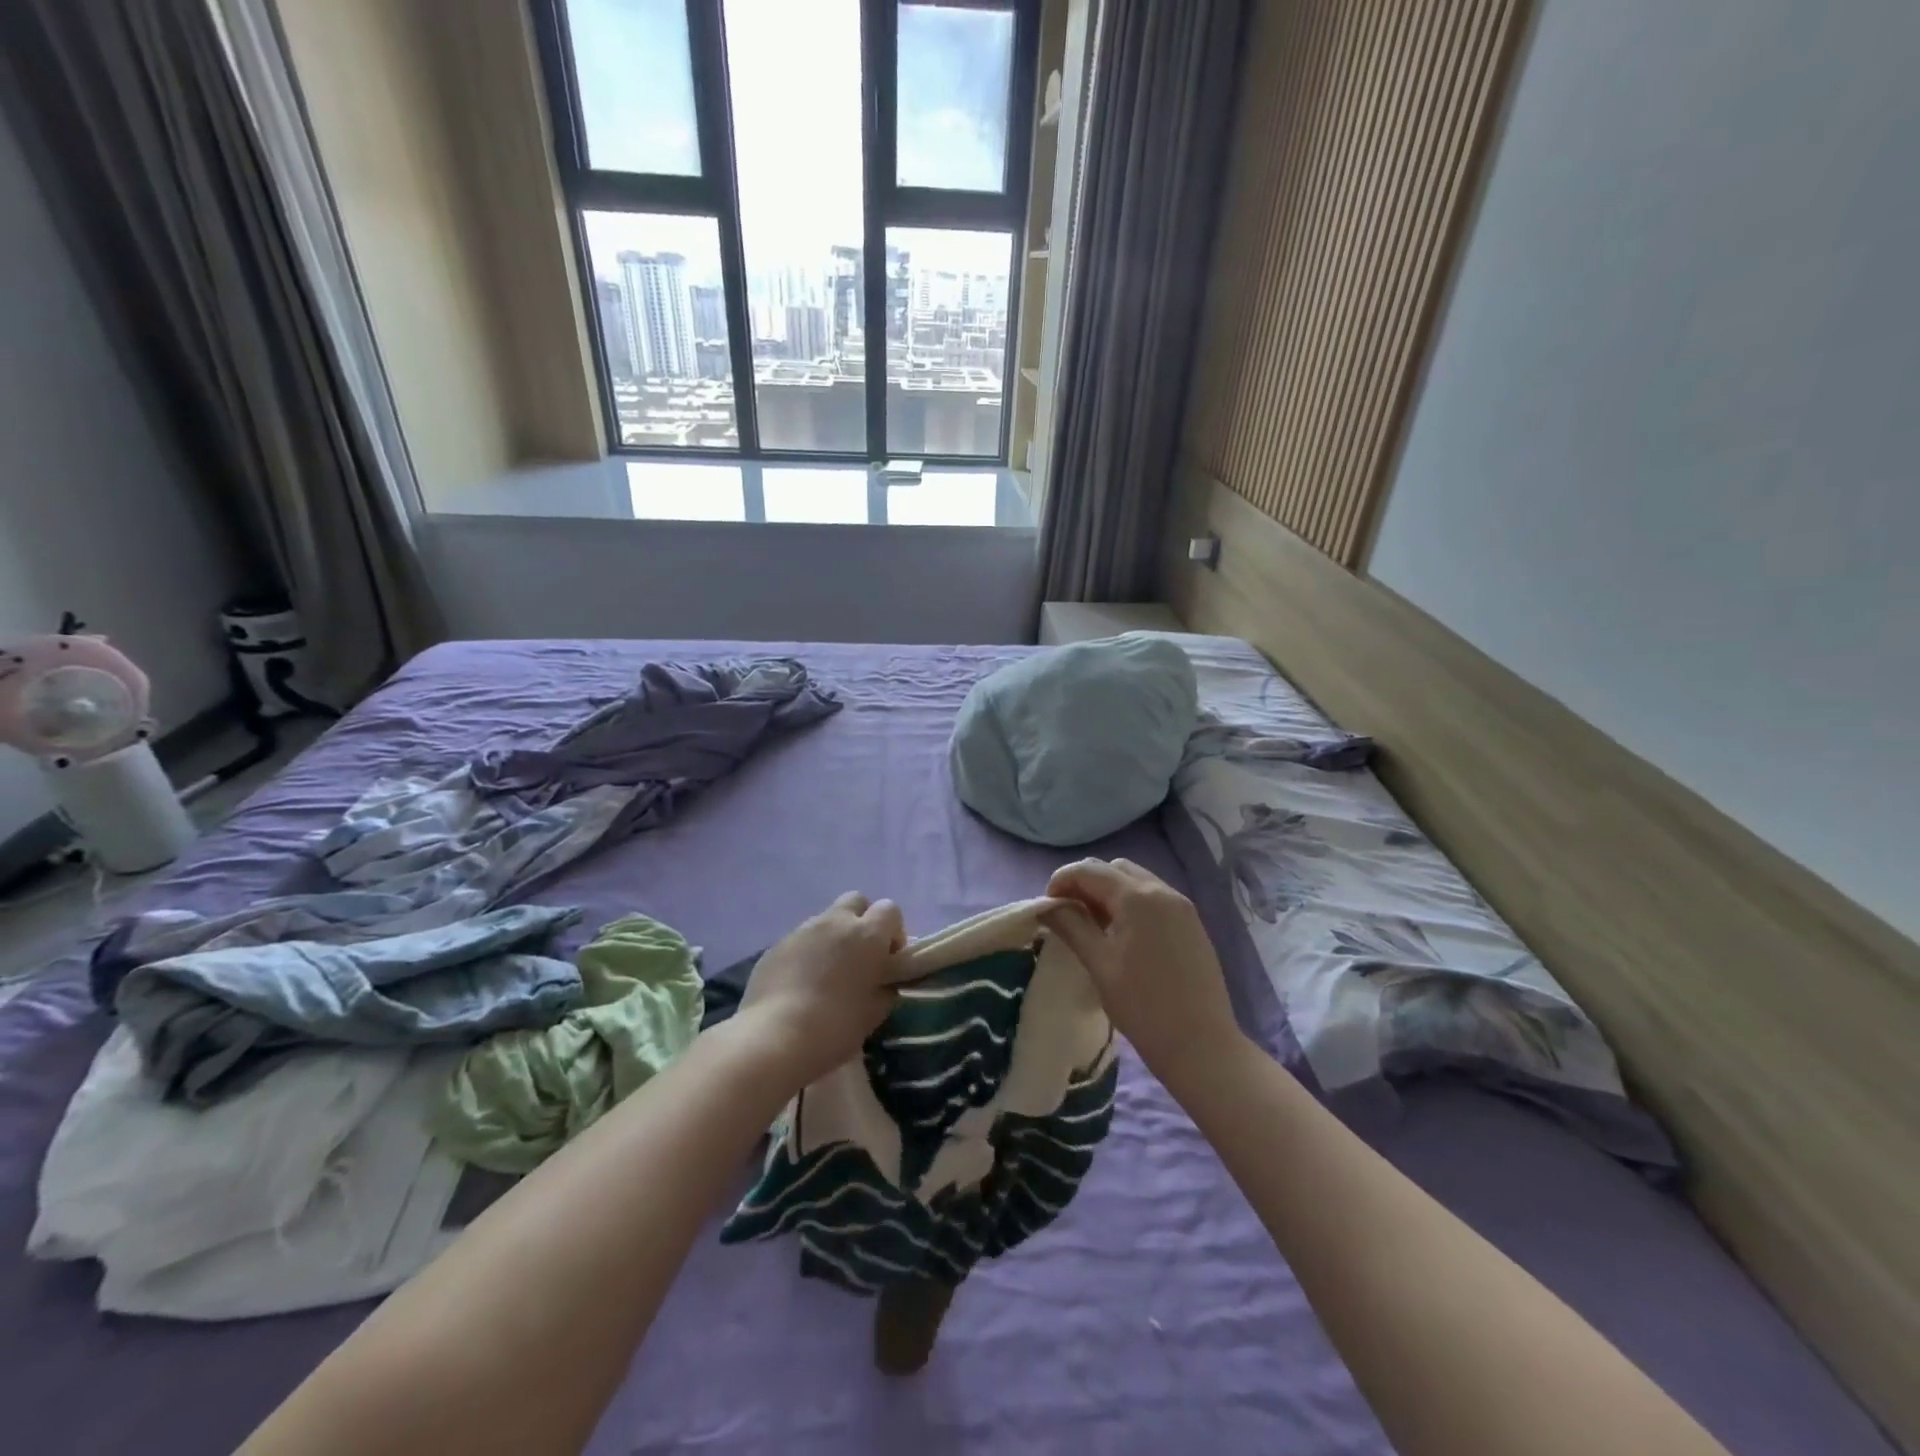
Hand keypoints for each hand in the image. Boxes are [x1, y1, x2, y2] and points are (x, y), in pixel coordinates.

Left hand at [736, 892, 908, 1089]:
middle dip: (861, 921)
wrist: (775, 1037)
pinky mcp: (776, 945)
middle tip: (859, 957)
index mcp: (867, 935)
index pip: (890, 910)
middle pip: (856, 901)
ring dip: (832, 938)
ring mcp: (802, 930)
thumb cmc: (835, 1026)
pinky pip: (800, 940)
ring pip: (825, 920)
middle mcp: (835, 922)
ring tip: (827, 974)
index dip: (893, 931)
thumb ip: (885, 990)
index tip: (889, 959)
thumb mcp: (874, 1014)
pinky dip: (807, 953)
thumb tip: (883, 984)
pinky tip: (801, 985)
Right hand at [1042, 858, 1242, 1090]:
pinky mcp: (1191, 923)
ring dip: (1109, 892)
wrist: (1202, 1046)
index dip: (1061, 881)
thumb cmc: (1143, 1007)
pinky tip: (1122, 935)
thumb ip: (1072, 926)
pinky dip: (1131, 903)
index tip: (1047, 906)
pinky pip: (1153, 897)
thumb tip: (1048, 906)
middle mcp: (1162, 890)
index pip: (1089, 870)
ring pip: (1135, 880)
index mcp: (1137, 897)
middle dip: (1086, 883)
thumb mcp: (1099, 964)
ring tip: (1093, 925)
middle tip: (1069, 914)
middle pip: (1114, 868)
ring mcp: (1181, 905)